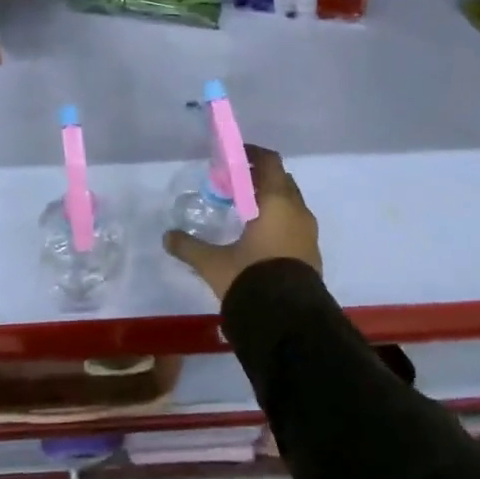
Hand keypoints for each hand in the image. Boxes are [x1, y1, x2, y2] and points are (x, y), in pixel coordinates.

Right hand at [163, 145, 321, 300]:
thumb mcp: (215, 264)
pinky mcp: (313, 255)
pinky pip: (295, 225)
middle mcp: (297, 211)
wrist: (290, 324)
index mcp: (277, 201)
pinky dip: (279, 221)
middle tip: (234, 185)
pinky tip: (260, 239)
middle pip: (281, 180)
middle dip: (259, 178)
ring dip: (271, 201)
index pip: (269, 162)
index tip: (233, 158)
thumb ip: (190, 247)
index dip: (252, 155)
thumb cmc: (253, 279)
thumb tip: (166, 237)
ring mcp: (309, 234)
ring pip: (290, 204)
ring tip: (245, 213)